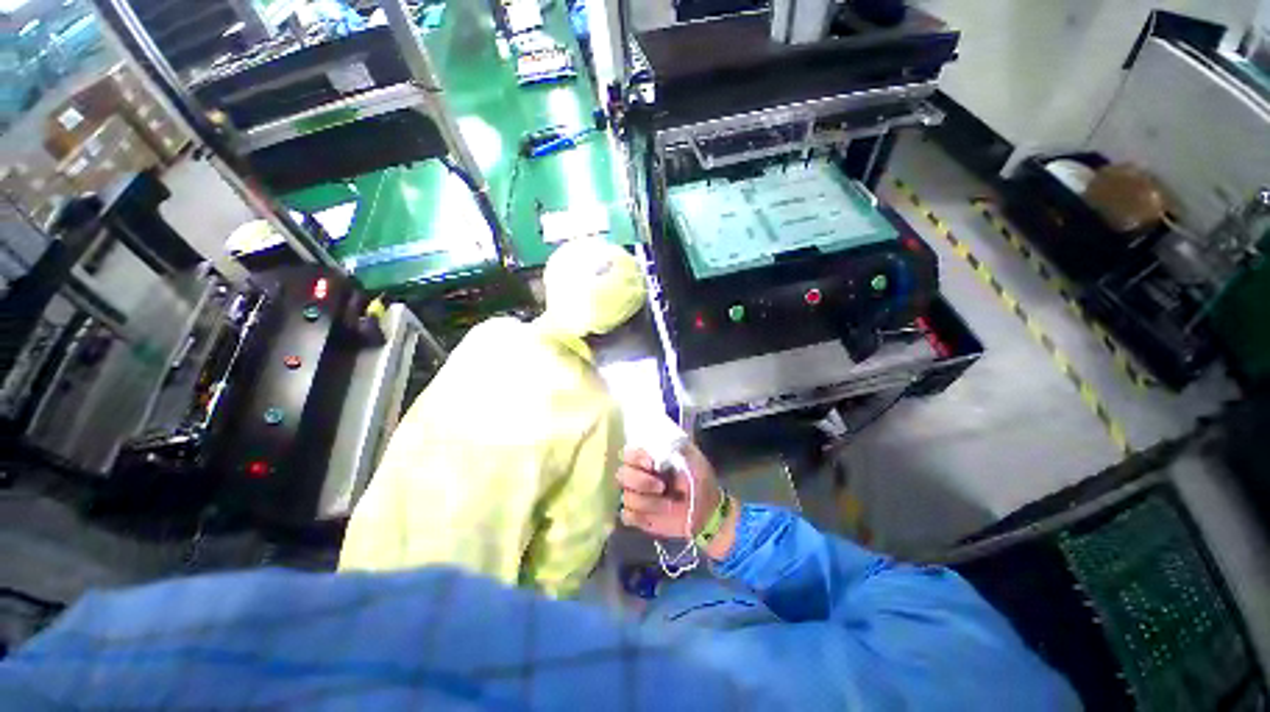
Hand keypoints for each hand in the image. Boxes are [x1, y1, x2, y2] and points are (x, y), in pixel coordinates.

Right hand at [616, 442, 720, 541]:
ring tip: (669, 504)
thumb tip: (666, 441)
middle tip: (661, 486)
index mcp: (649, 458)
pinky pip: (626, 515)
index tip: (650, 464)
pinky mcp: (638, 516)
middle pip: (622, 475)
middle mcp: (638, 474)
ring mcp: (636, 495)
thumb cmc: (699, 480)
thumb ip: (681, 447)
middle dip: (640, 481)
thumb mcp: (695, 459)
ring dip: (648, 502)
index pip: (628, 453)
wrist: (707, 509)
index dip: (635, 457)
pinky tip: (655, 514)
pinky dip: (639, 515)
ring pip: (626, 496)